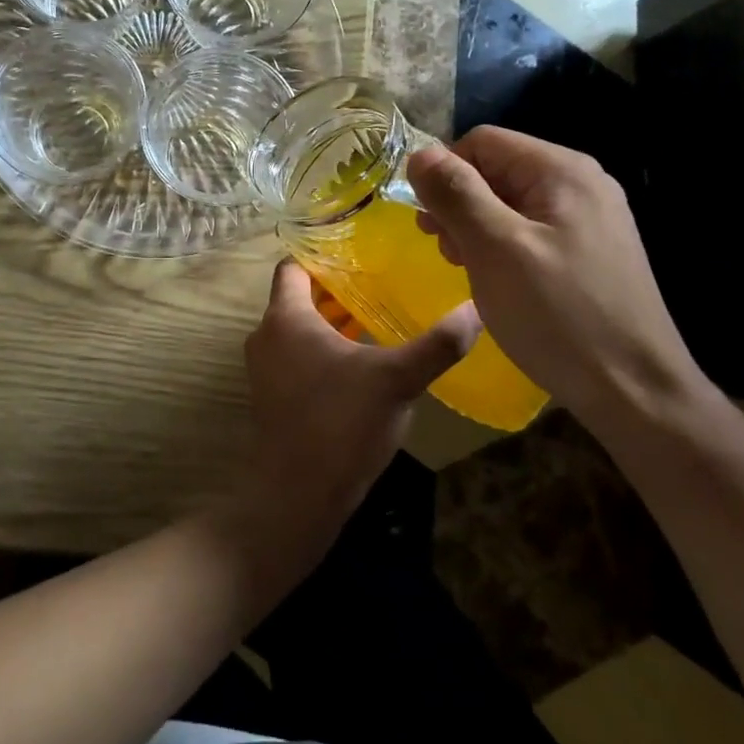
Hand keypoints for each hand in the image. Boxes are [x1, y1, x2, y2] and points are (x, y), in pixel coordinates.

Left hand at [240, 260, 479, 525]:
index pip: (293, 265)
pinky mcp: (273, 395)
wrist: (297, 496)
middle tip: (382, 279)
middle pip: (298, 296)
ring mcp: (265, 368)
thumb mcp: (396, 380)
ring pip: (299, 328)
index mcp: (285, 317)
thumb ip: (437, 344)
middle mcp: (266, 335)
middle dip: (337, 288)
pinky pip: (297, 355)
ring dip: (332, 321)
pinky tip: (362, 361)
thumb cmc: (341, 424)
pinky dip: (323, 348)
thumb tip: (478, 308)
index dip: (323, 252)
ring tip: (378, 315)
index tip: (360, 247)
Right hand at [408, 127, 703, 423]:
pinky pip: (531, 230)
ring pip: (511, 202)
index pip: (482, 142)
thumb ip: (456, 194)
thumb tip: (420, 153)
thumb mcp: (496, 250)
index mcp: (561, 171)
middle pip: (497, 169)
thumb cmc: (559, 316)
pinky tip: (497, 280)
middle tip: (444, 251)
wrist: (634, 391)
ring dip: (477, 227)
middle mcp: (581, 183)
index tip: (427, 223)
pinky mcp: (591, 251)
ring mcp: (591, 218)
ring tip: (466, 268)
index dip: (444, 173)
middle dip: (459, 203)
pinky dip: (502, 246)